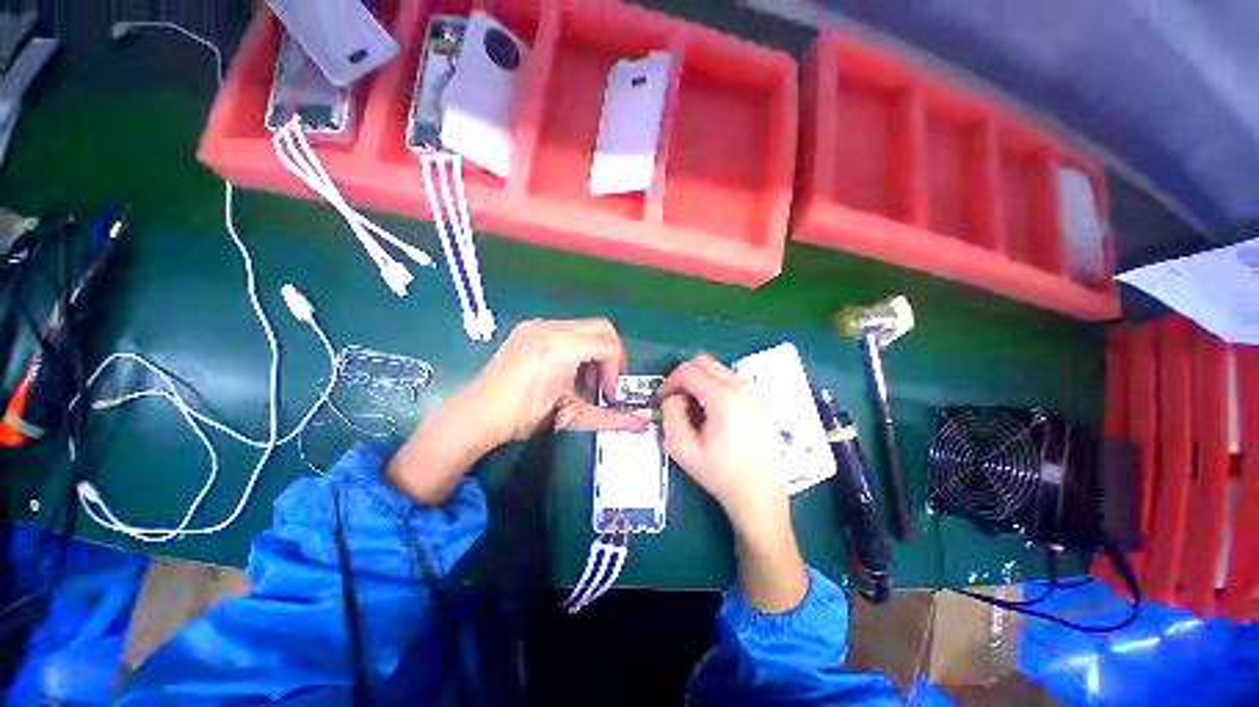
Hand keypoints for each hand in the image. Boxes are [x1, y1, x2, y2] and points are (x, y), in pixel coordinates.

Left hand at [389, 319, 642, 503]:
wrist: (477, 414)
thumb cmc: (524, 415)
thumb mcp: (570, 415)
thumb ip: (609, 417)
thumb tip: (640, 425)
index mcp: (563, 346)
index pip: (609, 346)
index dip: (616, 370)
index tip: (609, 394)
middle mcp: (551, 327)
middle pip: (602, 329)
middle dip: (611, 356)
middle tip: (604, 383)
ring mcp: (537, 324)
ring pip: (584, 327)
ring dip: (593, 350)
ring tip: (584, 378)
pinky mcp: (527, 329)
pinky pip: (564, 329)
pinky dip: (575, 345)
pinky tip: (565, 368)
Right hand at [659, 354, 806, 612]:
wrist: (760, 494)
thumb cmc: (719, 474)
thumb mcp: (682, 448)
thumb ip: (671, 413)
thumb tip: (673, 395)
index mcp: (725, 398)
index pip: (688, 370)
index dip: (670, 381)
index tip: (663, 398)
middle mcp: (744, 386)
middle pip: (704, 361)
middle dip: (684, 376)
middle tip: (677, 399)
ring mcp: (757, 390)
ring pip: (718, 368)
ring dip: (701, 380)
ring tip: (695, 408)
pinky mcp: (762, 397)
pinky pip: (732, 378)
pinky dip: (716, 386)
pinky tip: (714, 410)